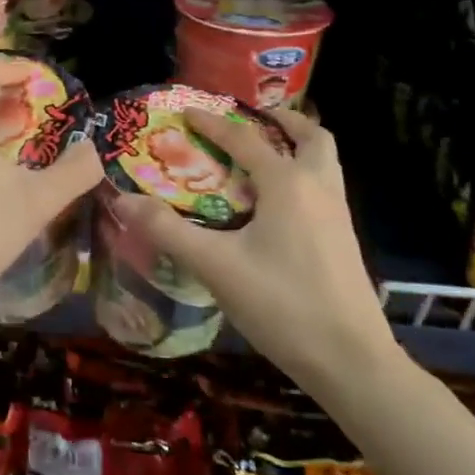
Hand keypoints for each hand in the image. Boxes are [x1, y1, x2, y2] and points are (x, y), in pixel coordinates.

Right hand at [110, 106, 400, 385]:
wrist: (352, 362)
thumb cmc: (282, 305)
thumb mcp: (216, 267)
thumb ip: (168, 231)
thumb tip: (122, 200)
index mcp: (288, 184)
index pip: (245, 140)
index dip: (213, 124)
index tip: (187, 112)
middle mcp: (318, 188)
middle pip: (311, 137)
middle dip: (281, 121)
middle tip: (250, 120)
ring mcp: (338, 215)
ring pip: (324, 162)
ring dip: (297, 146)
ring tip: (264, 154)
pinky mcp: (343, 240)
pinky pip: (324, 187)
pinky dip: (303, 175)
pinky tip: (276, 205)